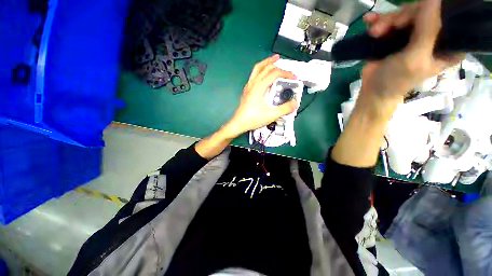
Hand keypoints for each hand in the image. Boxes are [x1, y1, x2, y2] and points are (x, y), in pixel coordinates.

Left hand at [223, 54, 297, 137]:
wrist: (239, 123)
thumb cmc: (253, 119)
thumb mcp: (271, 115)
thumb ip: (284, 109)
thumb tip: (295, 103)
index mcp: (259, 87)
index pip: (274, 73)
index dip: (286, 73)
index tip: (293, 78)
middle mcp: (253, 83)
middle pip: (265, 67)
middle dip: (277, 64)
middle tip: (286, 67)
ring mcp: (248, 86)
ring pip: (257, 68)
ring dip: (267, 63)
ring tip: (274, 60)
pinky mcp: (247, 90)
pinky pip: (254, 75)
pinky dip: (261, 70)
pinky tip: (264, 76)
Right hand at [359, 0, 463, 115]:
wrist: (373, 90)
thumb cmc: (397, 80)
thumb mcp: (416, 58)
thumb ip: (427, 30)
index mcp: (447, 44)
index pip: (447, 16)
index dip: (431, 11)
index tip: (412, 21)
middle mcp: (433, 36)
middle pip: (422, 12)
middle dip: (401, 17)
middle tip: (383, 29)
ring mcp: (414, 34)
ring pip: (404, 14)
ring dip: (386, 20)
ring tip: (373, 32)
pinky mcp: (397, 35)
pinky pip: (391, 20)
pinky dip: (378, 19)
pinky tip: (369, 20)